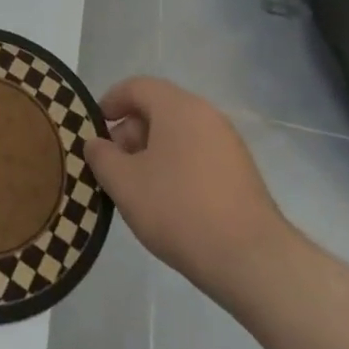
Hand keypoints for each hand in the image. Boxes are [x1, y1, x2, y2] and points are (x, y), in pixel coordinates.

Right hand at [84, 77, 295, 298]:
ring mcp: (228, 143)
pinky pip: (198, 155)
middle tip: (114, 165)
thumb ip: (102, 157)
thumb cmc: (180, 210)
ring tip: (139, 188)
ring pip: (179, 134)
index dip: (110, 102)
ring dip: (153, 152)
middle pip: (158, 109)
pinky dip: (177, 166)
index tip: (95, 129)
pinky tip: (170, 203)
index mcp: (177, 106)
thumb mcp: (125, 184)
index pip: (136, 87)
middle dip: (130, 132)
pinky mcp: (241, 172)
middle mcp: (205, 114)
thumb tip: (97, 144)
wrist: (253, 261)